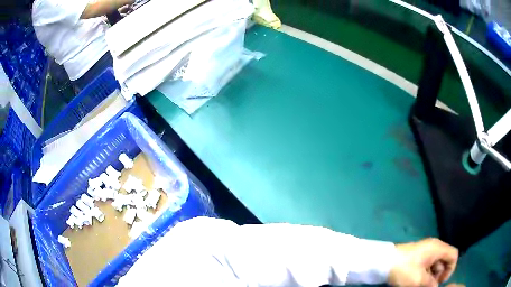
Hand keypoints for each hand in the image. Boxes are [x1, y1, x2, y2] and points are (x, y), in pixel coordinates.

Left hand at [388, 238, 461, 286]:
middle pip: (444, 260)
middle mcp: (434, 246)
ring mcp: (425, 250)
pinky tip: (416, 281)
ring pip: (435, 263)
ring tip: (421, 284)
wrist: (384, 262)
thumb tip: (436, 286)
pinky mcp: (417, 255)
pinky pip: (427, 264)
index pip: (453, 255)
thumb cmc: (405, 270)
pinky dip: (425, 272)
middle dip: (439, 274)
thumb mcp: (420, 280)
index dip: (450, 269)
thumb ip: (431, 284)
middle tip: (428, 285)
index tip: (439, 282)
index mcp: (438, 248)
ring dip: (431, 275)